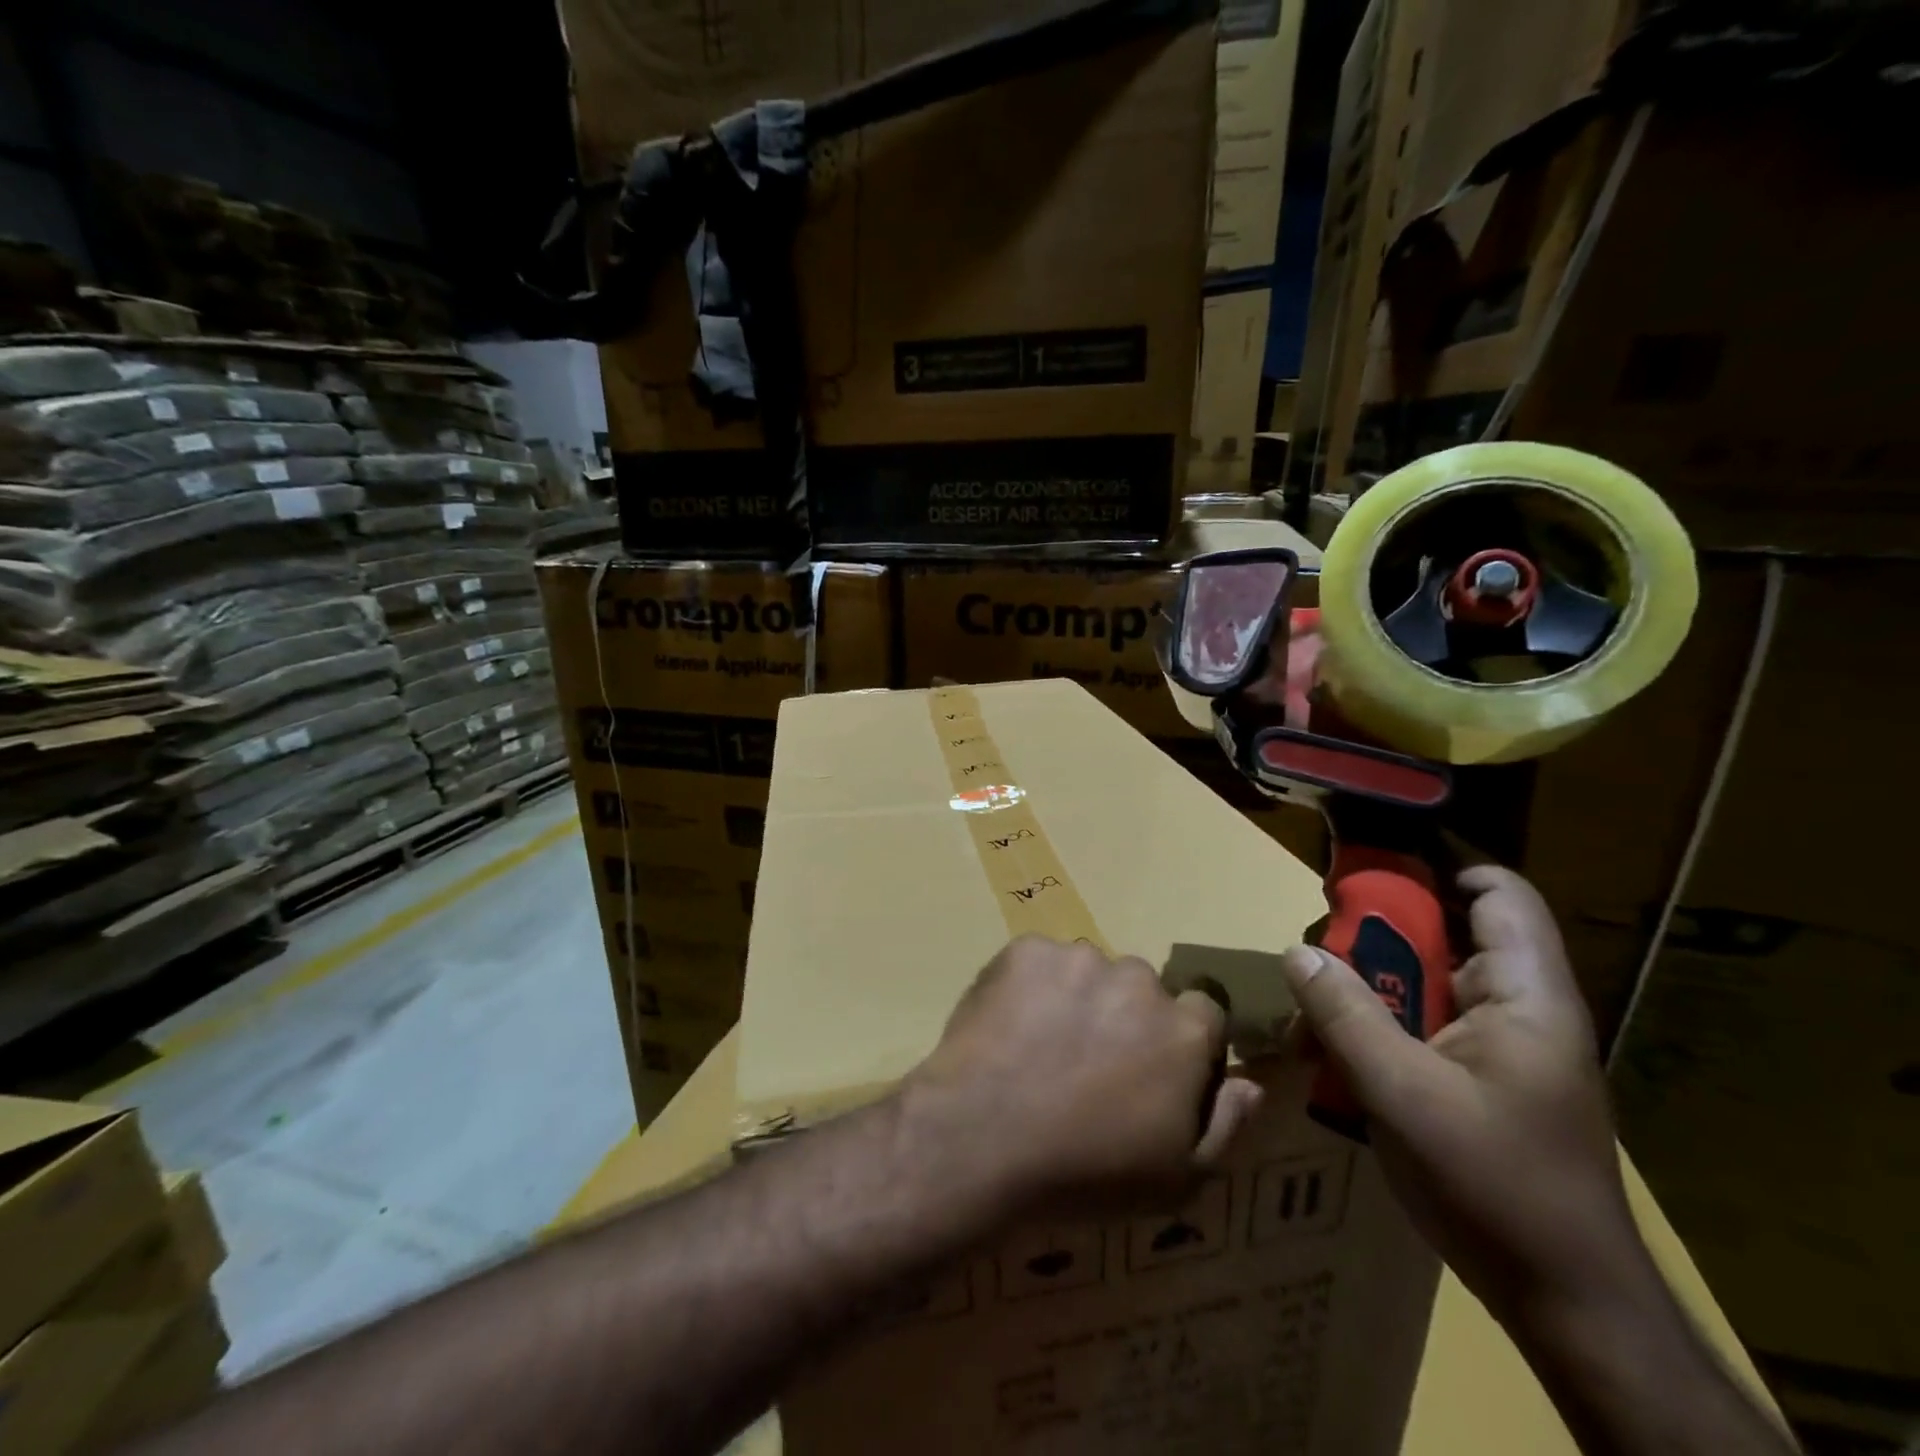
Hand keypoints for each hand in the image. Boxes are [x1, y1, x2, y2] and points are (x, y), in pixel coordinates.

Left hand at [901, 935, 1264, 1221]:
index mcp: (1184, 1028)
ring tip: (1041, 1048)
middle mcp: (1138, 979)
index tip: (1151, 1075)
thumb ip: (1226, 1125)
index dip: (1179, 1045)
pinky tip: (1010, 1028)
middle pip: (1141, 990)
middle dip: (1125, 1019)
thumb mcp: (1177, 1179)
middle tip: (1087, 1065)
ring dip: (1076, 998)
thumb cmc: (1087, 1172)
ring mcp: (1078, 958)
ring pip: (1088, 972)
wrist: (982, 1138)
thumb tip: (1252, 1084)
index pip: (1203, 1015)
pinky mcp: (1026, 950)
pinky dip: (1031, 986)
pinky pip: (1039, 963)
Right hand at [1280, 866, 1646, 1324]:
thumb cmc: (1497, 1187)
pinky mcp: (1474, 1076)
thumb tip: (1297, 949)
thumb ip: (1346, 1014)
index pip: (1499, 894)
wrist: (1565, 1303)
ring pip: (1426, 977)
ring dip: (1368, 977)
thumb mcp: (1404, 1094)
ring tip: (1310, 986)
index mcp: (1525, 996)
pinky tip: (1330, 1038)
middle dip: (1379, 925)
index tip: (1369, 856)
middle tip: (1316, 930)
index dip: (1442, 862)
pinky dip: (1374, 1018)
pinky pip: (1418, 1021)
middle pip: (1449, 930)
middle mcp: (1516, 1008)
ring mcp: (1496, 1045)